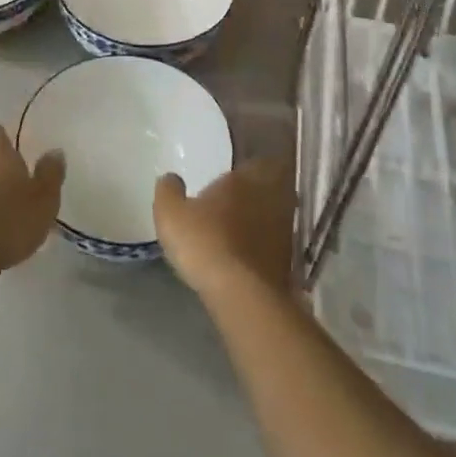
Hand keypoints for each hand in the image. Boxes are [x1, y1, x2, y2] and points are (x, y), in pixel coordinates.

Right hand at [155, 159, 295, 302]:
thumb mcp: (171, 214)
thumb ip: (168, 191)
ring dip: (261, 221)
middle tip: (237, 201)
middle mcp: (270, 199)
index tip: (237, 174)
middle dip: (257, 194)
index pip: (258, 162)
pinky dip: (264, 247)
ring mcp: (283, 231)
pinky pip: (275, 246)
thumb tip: (170, 178)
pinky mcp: (287, 262)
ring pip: (275, 217)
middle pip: (271, 189)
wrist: (241, 294)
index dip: (249, 168)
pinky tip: (246, 257)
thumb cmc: (204, 242)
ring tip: (240, 230)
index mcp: (245, 180)